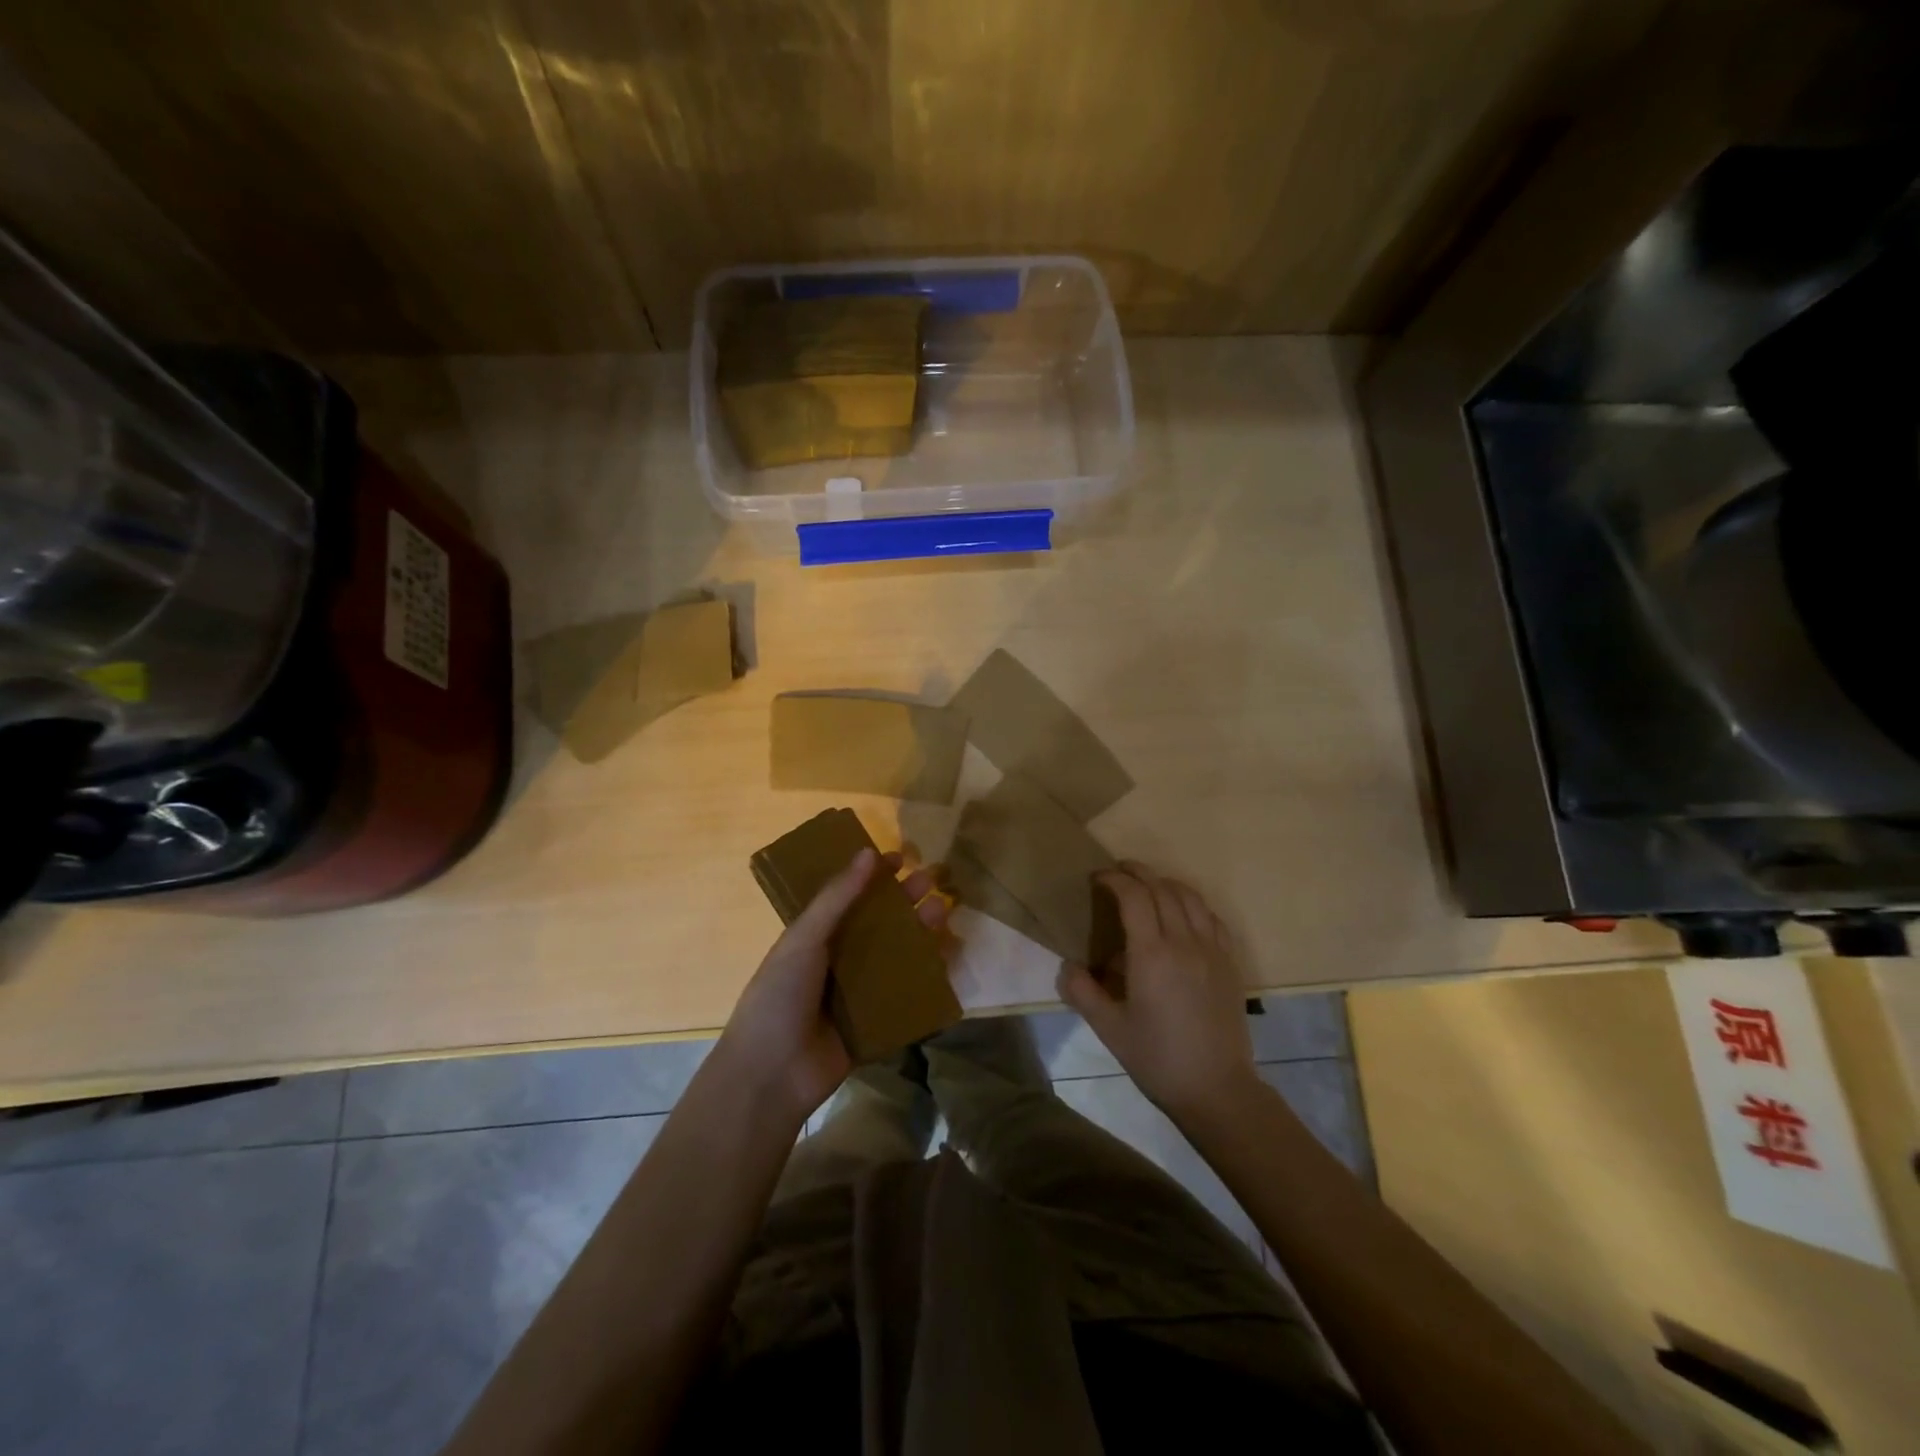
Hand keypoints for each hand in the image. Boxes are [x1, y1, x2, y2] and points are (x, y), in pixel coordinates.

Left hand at [717, 847, 948, 1127]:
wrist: (771, 1074)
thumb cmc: (780, 995)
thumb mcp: (804, 938)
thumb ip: (837, 897)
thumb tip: (868, 852)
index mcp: (815, 937)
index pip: (849, 897)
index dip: (873, 876)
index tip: (901, 858)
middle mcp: (839, 960)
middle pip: (879, 923)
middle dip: (905, 901)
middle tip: (933, 879)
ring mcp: (859, 993)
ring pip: (897, 955)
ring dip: (920, 932)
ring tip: (944, 910)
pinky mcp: (877, 1023)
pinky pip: (907, 994)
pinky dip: (927, 977)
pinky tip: (949, 958)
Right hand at [1057, 861, 1257, 1122]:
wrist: (1217, 1089)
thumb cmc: (1157, 1059)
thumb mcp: (1109, 1029)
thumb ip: (1082, 992)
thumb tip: (1067, 966)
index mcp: (1151, 954)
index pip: (1134, 896)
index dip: (1114, 879)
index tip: (1097, 878)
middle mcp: (1183, 942)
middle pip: (1162, 888)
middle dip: (1138, 873)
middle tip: (1118, 873)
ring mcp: (1212, 950)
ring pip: (1190, 897)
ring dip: (1166, 883)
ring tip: (1148, 887)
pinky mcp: (1230, 963)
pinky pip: (1212, 918)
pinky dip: (1193, 904)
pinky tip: (1183, 914)